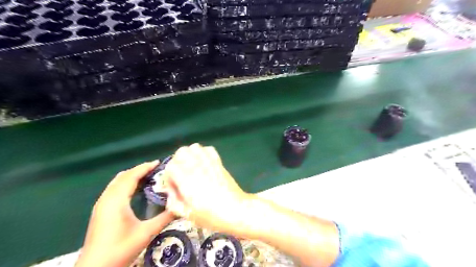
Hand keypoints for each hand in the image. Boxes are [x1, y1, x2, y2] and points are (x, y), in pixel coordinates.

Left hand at [76, 161, 173, 266]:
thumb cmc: (120, 249)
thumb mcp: (146, 233)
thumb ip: (165, 218)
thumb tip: (181, 206)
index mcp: (116, 201)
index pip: (131, 177)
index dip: (144, 168)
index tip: (158, 163)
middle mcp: (106, 199)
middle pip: (122, 177)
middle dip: (138, 170)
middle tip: (155, 169)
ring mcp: (101, 205)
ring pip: (116, 183)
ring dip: (131, 176)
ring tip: (147, 176)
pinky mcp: (100, 211)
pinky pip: (113, 189)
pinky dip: (125, 184)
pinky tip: (135, 191)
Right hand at [162, 145, 249, 234]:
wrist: (236, 209)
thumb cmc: (211, 215)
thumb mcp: (188, 215)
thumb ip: (174, 203)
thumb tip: (170, 193)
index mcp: (186, 179)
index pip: (170, 166)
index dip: (169, 177)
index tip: (174, 187)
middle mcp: (196, 167)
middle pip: (181, 152)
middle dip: (177, 162)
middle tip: (181, 175)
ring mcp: (209, 162)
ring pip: (194, 147)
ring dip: (190, 155)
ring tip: (192, 167)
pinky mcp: (219, 162)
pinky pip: (208, 149)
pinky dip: (203, 153)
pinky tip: (204, 164)